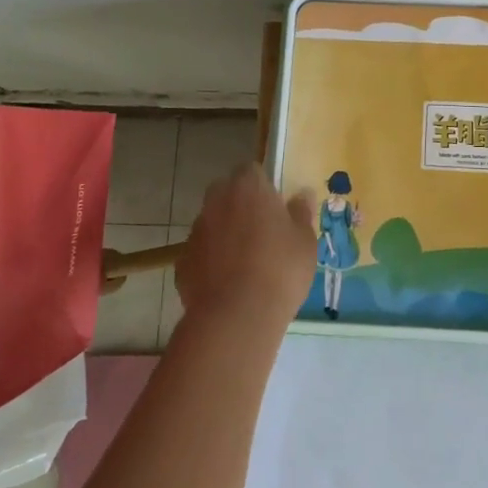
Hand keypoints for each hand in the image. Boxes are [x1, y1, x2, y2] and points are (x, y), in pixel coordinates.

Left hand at [175, 165, 317, 334]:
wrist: (236, 317)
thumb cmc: (280, 270)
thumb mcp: (305, 241)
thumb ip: (301, 213)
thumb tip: (301, 194)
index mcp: (248, 188)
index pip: (251, 170)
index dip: (263, 186)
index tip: (275, 206)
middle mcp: (216, 202)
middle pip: (226, 193)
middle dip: (240, 205)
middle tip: (262, 232)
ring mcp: (195, 232)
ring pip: (212, 223)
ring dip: (224, 233)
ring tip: (245, 263)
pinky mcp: (182, 262)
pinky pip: (200, 253)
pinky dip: (211, 261)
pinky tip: (227, 283)